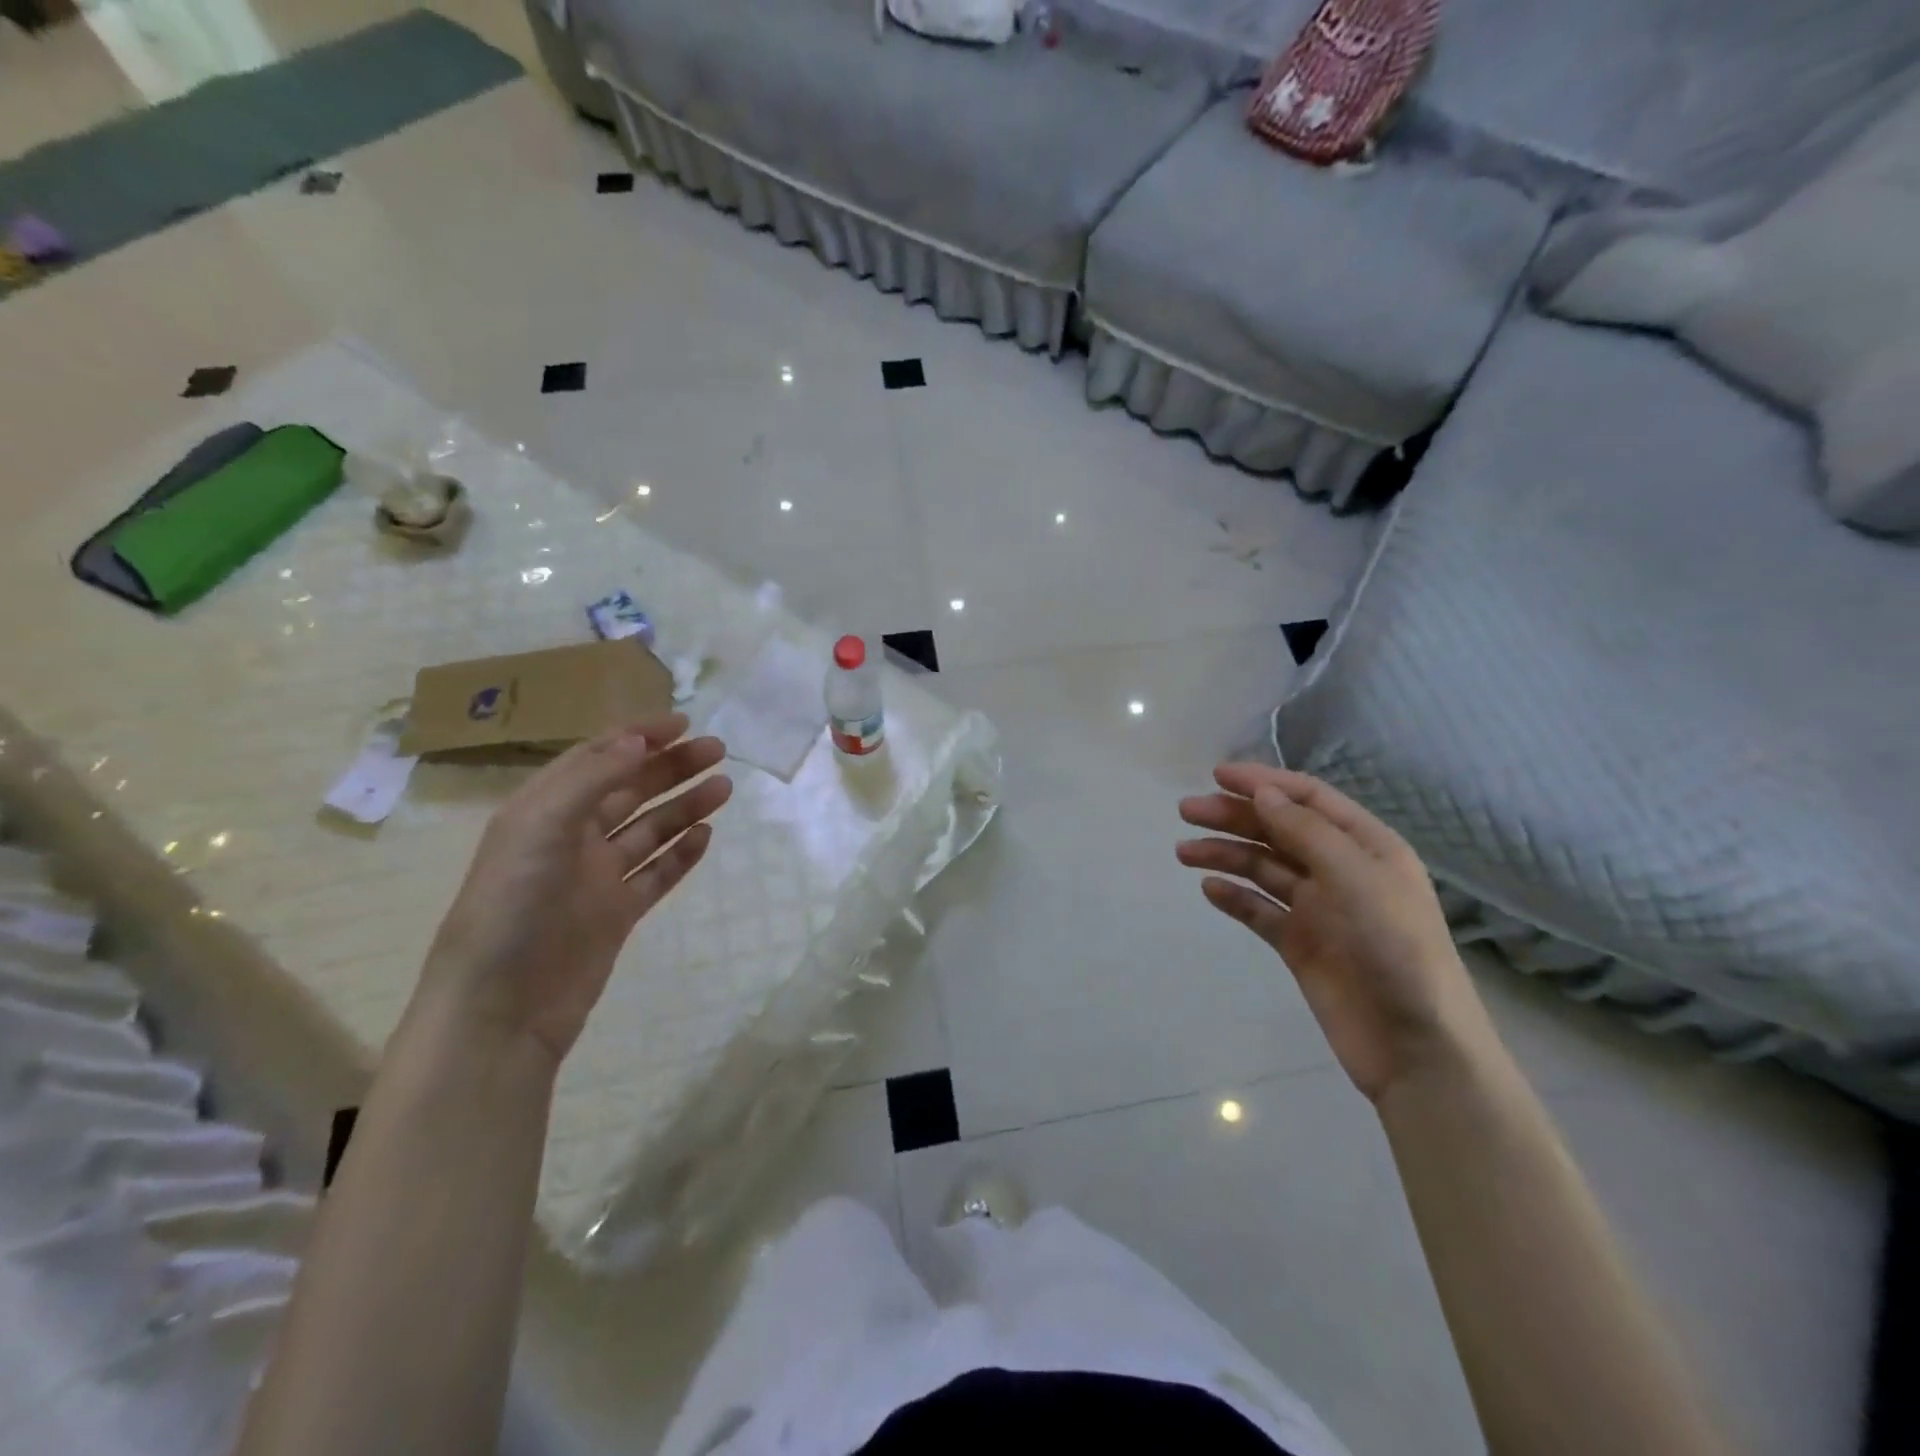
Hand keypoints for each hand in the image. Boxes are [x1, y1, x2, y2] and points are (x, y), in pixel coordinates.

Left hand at [419, 715, 731, 1065]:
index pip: (597, 758)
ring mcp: (597, 878)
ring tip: (724, 789)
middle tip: (717, 751)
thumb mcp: (541, 826)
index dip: (638, 736)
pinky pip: (656, 874)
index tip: (682, 723)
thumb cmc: (511, 906)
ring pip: (650, 830)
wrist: (501, 1009)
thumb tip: (639, 741)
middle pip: (631, 790)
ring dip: (685, 807)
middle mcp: (571, 838)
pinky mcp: (617, 914)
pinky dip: (681, 855)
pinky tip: (706, 837)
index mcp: (543, 810)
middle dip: (672, 767)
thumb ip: (593, 779)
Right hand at [1178, 763, 1498, 1103]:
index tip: (1216, 775)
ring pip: (1263, 868)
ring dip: (1225, 854)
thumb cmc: (1394, 948)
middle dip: (1234, 816)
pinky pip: (1259, 910)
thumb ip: (1305, 831)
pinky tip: (1209, 889)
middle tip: (1187, 811)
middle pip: (1278, 830)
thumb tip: (1262, 792)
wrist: (1414, 1045)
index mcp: (1365, 845)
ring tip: (1184, 852)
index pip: (1307, 798)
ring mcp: (1318, 909)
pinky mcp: (1300, 944)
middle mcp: (1340, 870)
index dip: (1263, 782)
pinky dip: (1234, 897)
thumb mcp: (1355, 877)